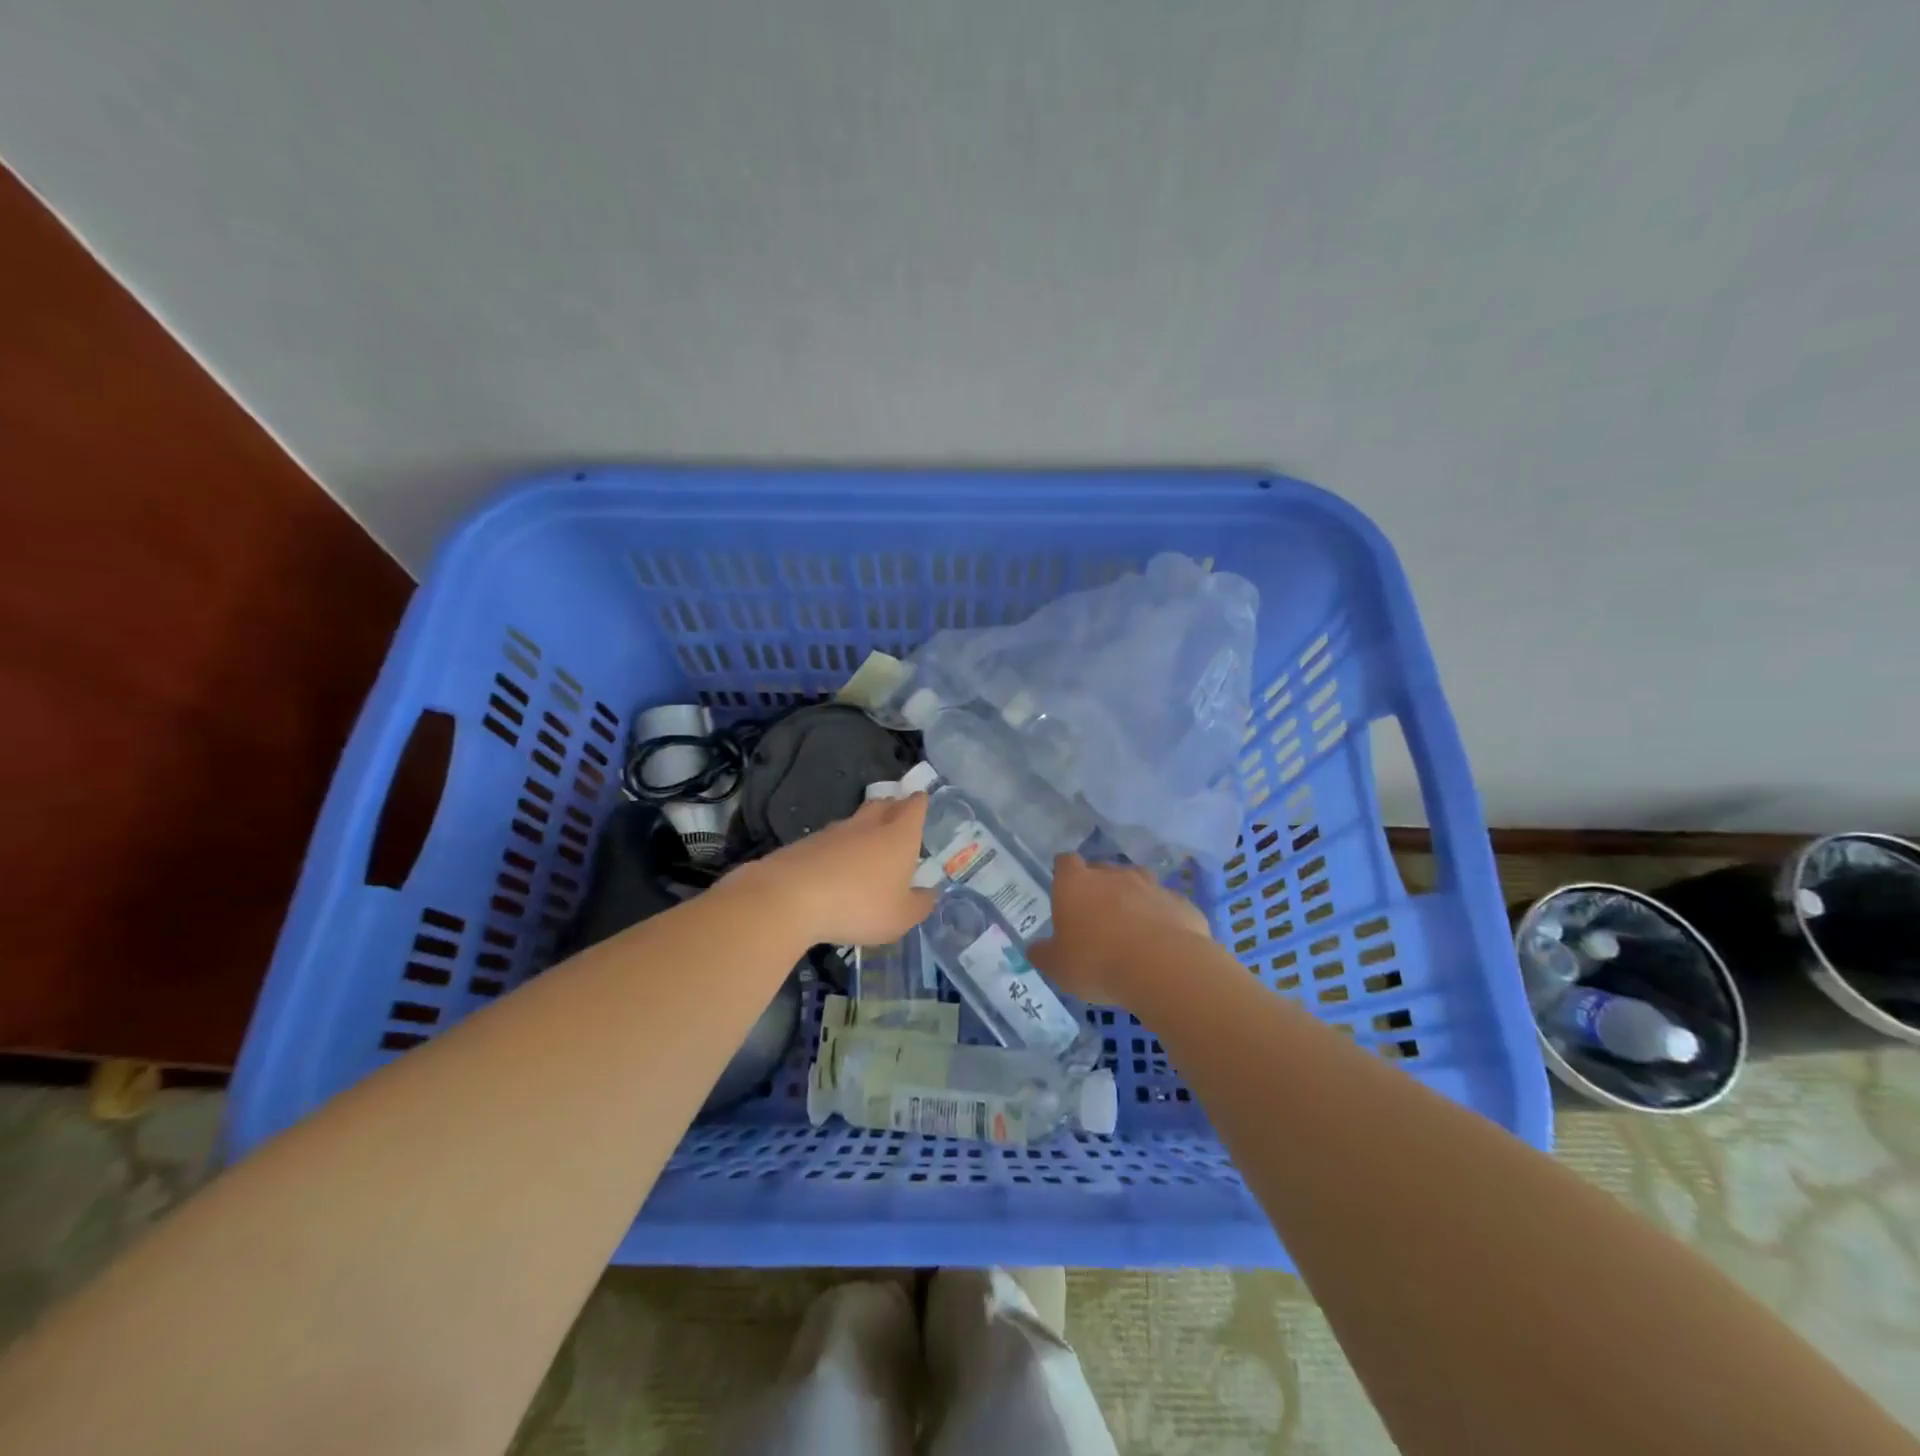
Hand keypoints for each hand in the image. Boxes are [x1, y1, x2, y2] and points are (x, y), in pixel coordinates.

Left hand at [749, 793, 935, 946]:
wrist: (790, 897)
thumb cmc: (859, 905)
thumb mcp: (900, 917)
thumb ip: (920, 905)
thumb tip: (930, 893)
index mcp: (899, 836)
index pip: (914, 807)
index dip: (919, 803)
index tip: (921, 801)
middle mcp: (868, 825)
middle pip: (884, 804)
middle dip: (893, 807)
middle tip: (898, 816)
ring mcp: (834, 831)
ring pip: (856, 821)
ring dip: (865, 827)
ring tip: (868, 844)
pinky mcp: (807, 844)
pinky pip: (831, 840)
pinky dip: (838, 848)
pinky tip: (836, 866)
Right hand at [1029, 854, 1213, 1006]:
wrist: (1163, 968)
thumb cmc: (1097, 962)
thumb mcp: (1058, 967)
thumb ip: (1044, 954)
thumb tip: (1035, 949)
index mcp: (1076, 883)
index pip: (1065, 862)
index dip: (1064, 873)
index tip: (1064, 890)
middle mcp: (1113, 875)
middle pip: (1103, 870)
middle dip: (1099, 887)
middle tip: (1096, 917)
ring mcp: (1151, 886)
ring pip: (1138, 883)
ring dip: (1133, 899)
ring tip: (1131, 927)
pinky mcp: (1181, 904)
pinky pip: (1167, 907)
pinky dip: (1162, 919)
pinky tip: (1162, 943)